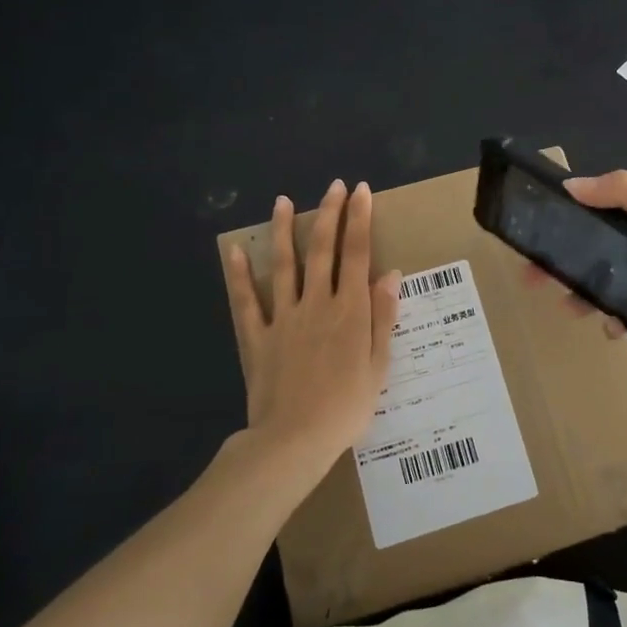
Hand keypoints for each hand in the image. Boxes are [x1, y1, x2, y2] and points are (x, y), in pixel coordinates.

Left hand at [223, 180, 401, 473]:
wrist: (295, 440)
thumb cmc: (346, 406)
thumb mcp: (378, 365)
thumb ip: (383, 317)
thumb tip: (391, 274)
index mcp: (349, 310)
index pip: (357, 254)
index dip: (360, 220)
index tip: (362, 191)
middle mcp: (316, 304)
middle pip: (323, 250)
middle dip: (330, 214)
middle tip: (335, 186)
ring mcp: (283, 318)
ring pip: (284, 265)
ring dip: (284, 231)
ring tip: (284, 201)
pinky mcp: (256, 336)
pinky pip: (245, 301)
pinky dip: (239, 276)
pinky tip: (235, 251)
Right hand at [532, 170, 626, 331]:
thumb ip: (622, 190)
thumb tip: (569, 185)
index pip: (590, 218)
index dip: (560, 227)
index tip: (531, 241)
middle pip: (592, 256)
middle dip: (562, 267)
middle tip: (536, 283)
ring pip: (608, 288)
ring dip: (585, 297)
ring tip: (573, 310)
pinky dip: (618, 322)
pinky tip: (615, 331)